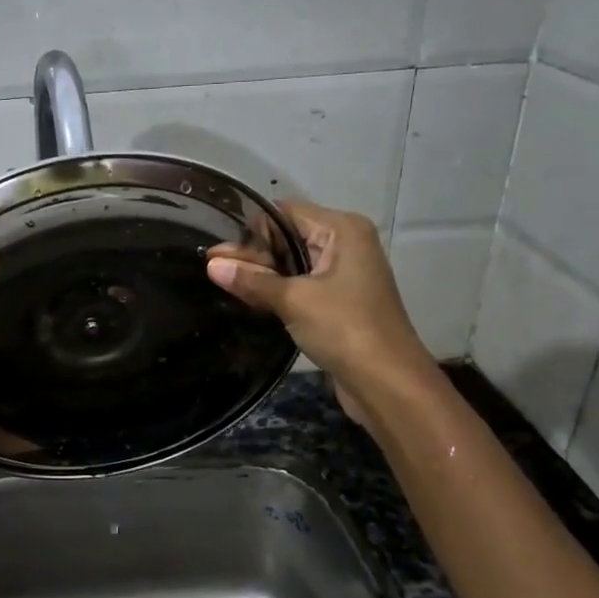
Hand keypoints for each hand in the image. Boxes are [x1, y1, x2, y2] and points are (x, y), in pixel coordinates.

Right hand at [205, 202, 431, 397]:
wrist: (388, 383)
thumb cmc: (345, 329)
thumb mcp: (293, 300)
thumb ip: (251, 280)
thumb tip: (211, 263)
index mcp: (342, 230)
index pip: (284, 214)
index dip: (251, 230)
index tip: (217, 250)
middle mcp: (346, 244)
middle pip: (288, 238)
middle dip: (252, 254)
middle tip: (210, 268)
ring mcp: (344, 274)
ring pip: (293, 264)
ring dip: (262, 274)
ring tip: (221, 282)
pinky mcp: (339, 301)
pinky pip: (301, 285)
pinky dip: (277, 291)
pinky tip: (248, 299)